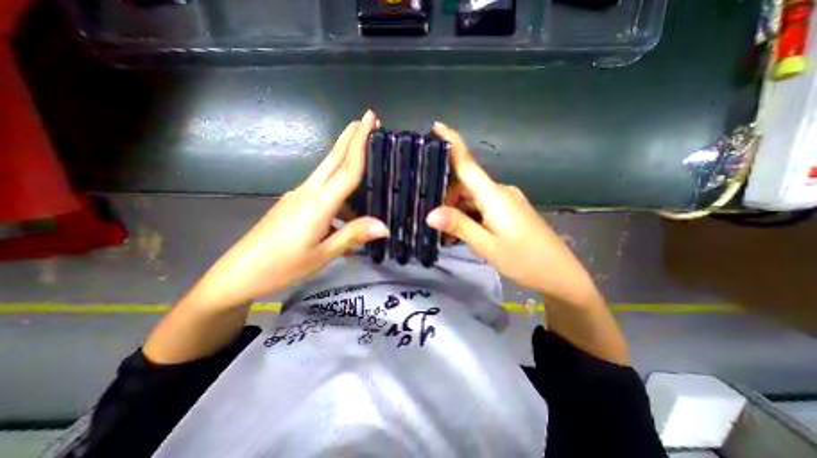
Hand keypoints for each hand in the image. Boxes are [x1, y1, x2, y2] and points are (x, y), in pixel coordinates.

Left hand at [191, 108, 386, 307]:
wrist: (238, 274)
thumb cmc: (282, 266)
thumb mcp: (323, 254)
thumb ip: (353, 235)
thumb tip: (384, 226)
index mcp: (317, 204)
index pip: (346, 168)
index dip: (361, 143)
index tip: (370, 119)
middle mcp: (307, 193)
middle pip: (333, 159)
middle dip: (350, 137)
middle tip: (366, 120)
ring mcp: (297, 197)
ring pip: (327, 174)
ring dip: (345, 166)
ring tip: (366, 176)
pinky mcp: (292, 204)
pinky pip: (321, 194)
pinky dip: (338, 199)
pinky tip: (345, 220)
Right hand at [427, 121, 597, 306]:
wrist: (559, 273)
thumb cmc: (524, 259)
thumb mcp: (487, 245)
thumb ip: (460, 226)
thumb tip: (430, 214)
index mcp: (495, 195)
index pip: (468, 163)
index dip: (452, 142)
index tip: (436, 126)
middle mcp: (500, 191)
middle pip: (465, 184)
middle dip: (446, 197)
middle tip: (432, 218)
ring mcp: (506, 200)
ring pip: (472, 197)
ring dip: (457, 210)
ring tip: (446, 233)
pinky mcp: (509, 209)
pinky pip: (482, 206)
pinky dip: (469, 215)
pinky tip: (462, 232)